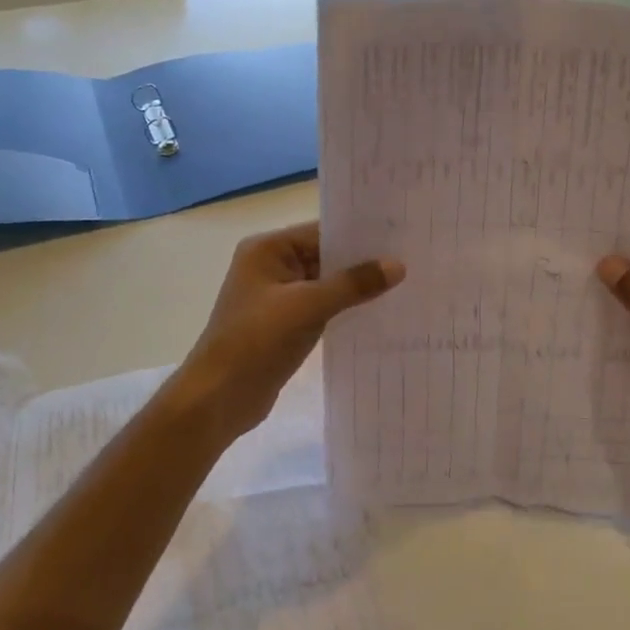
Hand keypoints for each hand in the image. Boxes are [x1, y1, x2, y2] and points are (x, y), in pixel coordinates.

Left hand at [174, 222, 404, 439]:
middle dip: (362, 262)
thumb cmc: (256, 341)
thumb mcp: (308, 306)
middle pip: (324, 256)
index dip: (359, 235)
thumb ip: (353, 284)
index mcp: (267, 249)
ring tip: (404, 285)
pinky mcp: (284, 324)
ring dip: (355, 288)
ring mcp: (277, 297)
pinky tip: (377, 313)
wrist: (218, 398)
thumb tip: (397, 265)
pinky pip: (321, 308)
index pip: (321, 231)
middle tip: (410, 259)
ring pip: (325, 284)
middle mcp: (270, 266)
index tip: (400, 236)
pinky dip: (344, 309)